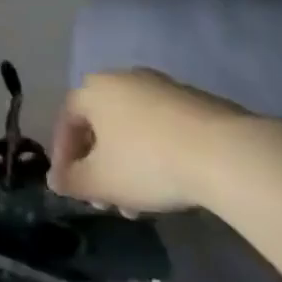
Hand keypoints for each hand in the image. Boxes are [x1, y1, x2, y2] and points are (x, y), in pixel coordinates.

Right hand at [48, 69, 250, 212]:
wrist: (226, 153)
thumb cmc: (148, 163)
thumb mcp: (100, 182)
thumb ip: (71, 182)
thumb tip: (56, 180)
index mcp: (93, 89)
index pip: (66, 120)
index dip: (63, 156)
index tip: (71, 186)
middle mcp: (123, 78)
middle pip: (101, 124)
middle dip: (99, 165)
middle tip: (106, 200)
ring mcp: (162, 86)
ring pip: (132, 128)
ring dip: (128, 163)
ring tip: (140, 203)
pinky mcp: (195, 100)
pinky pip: (162, 127)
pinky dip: (157, 153)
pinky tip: (170, 182)